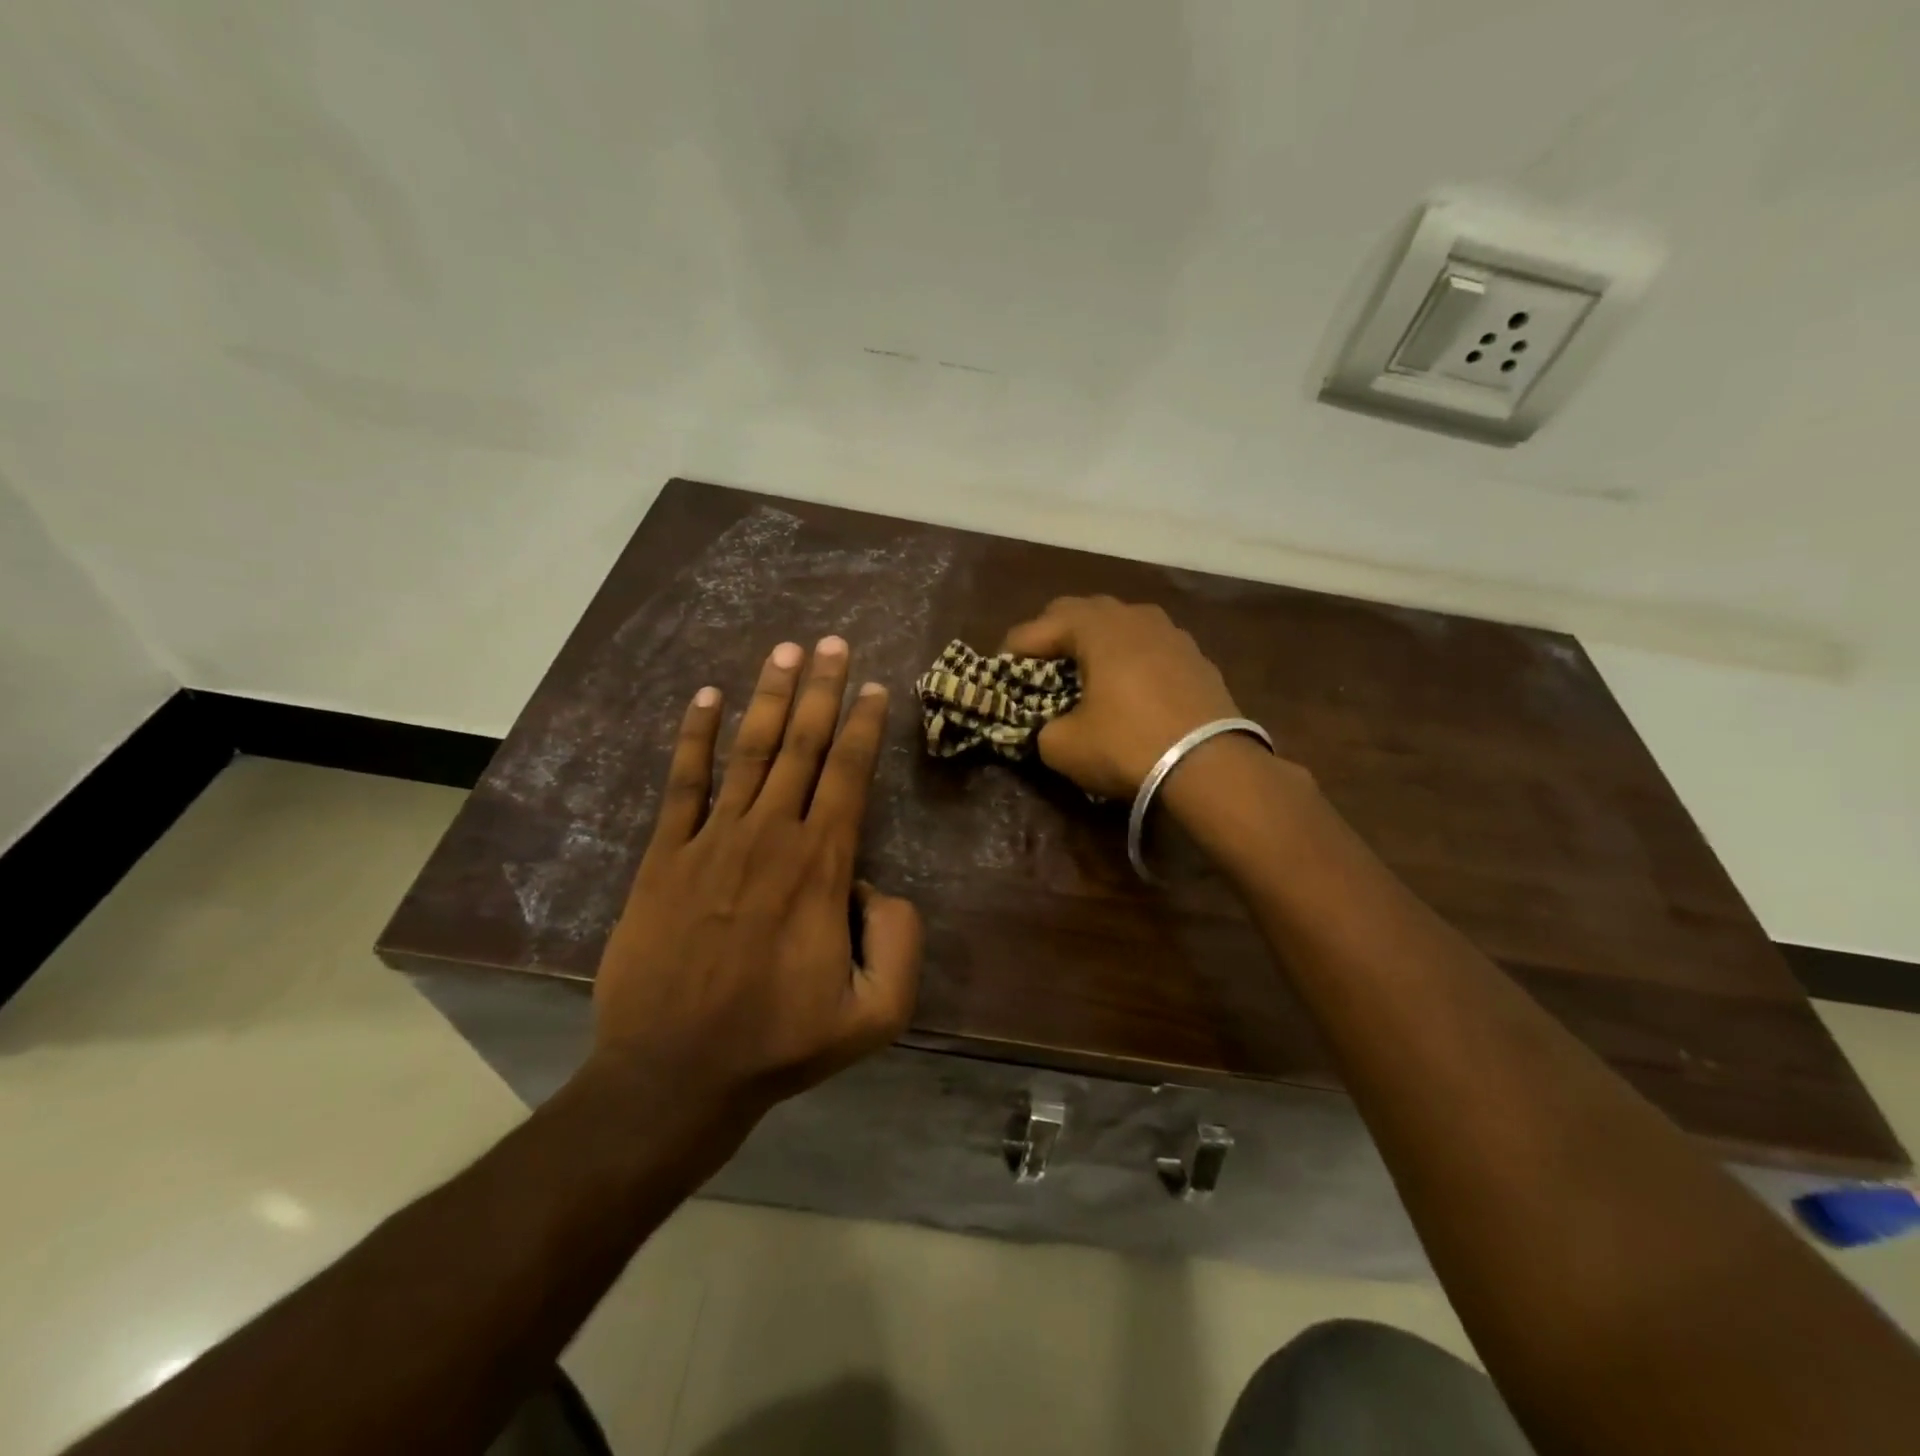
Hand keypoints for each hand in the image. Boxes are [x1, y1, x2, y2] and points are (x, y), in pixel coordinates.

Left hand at [591, 637, 922, 1114]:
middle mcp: (769, 836)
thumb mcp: (877, 1014)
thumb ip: (901, 942)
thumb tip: (879, 888)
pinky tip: (706, 697)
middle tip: (832, 642)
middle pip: (803, 746)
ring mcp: (711, 840)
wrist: (674, 1074)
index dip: (863, 725)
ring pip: (749, 751)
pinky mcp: (664, 856)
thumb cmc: (779, 1044)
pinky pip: (683, 783)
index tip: (873, 687)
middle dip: (822, 689)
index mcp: (821, 867)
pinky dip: (695, 736)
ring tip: (785, 651)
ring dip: (769, 697)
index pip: (849, 775)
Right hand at [1002, 596, 1247, 798]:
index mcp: (1096, 628)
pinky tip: (1128, 686)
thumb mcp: (1064, 746)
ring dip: (1095, 641)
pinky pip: (1149, 645)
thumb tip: (1048, 726)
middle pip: (1080, 611)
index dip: (1013, 650)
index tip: (999, 673)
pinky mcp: (1196, 657)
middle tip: (1038, 666)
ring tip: (1084, 671)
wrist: (1211, 767)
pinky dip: (1129, 657)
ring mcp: (1171, 633)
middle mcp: (1134, 617)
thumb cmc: (1127, 746)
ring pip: (1120, 623)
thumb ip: (1042, 728)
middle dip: (1053, 634)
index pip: (1038, 627)